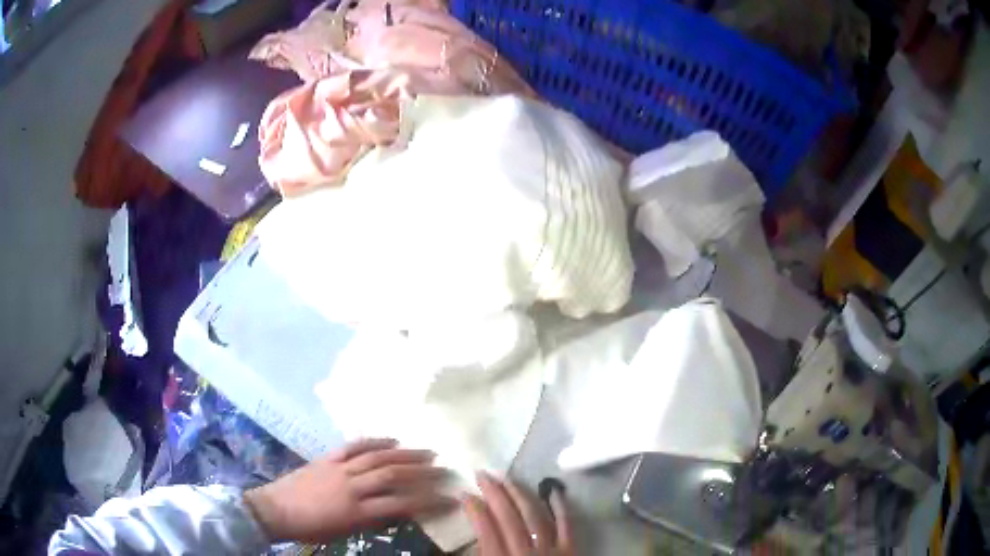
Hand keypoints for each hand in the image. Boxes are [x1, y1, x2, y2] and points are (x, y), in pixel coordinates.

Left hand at [244, 438, 454, 542]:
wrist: (275, 509)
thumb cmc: (310, 528)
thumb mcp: (344, 532)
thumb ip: (372, 521)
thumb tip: (400, 511)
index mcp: (356, 510)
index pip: (400, 504)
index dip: (428, 501)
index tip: (449, 498)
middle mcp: (351, 486)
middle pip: (393, 475)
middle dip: (422, 473)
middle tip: (444, 470)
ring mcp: (339, 468)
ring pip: (377, 457)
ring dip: (405, 454)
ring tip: (428, 452)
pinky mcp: (327, 457)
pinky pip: (354, 446)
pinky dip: (374, 441)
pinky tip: (392, 439)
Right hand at [463, 473, 573, 554]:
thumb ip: (482, 554)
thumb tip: (472, 536)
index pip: (486, 529)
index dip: (474, 509)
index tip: (464, 493)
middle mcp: (525, 550)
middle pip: (509, 517)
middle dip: (494, 493)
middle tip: (482, 474)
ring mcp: (551, 548)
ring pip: (534, 515)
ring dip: (520, 494)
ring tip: (508, 478)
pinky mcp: (571, 548)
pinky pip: (566, 524)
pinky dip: (560, 506)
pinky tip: (553, 490)